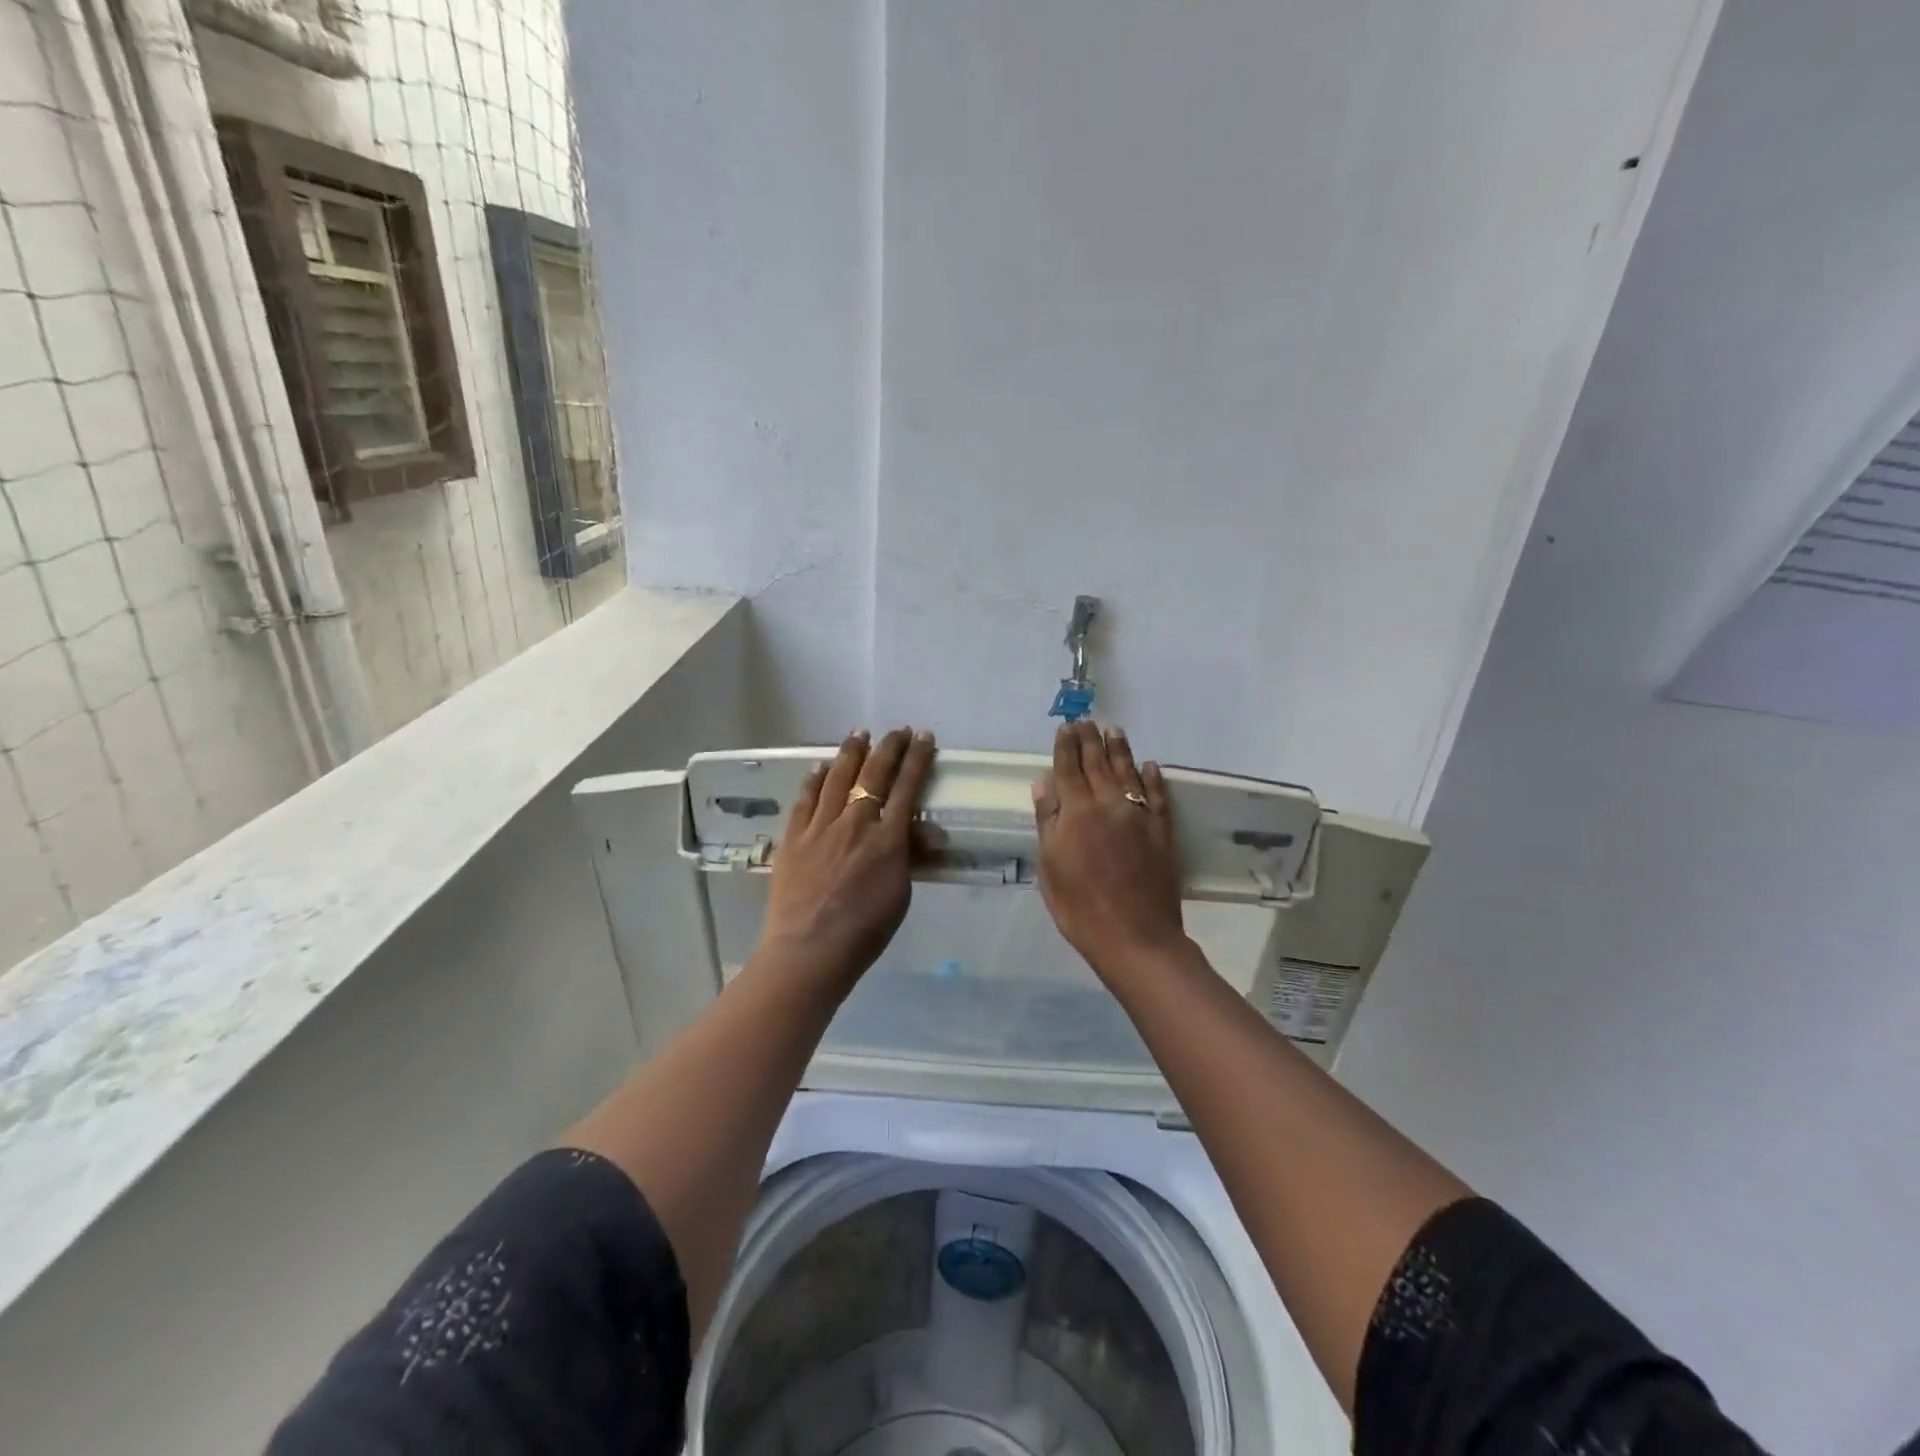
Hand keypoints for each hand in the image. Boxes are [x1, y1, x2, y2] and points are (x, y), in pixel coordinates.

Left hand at [757, 727, 936, 989]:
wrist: (809, 950)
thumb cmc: (864, 931)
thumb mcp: (900, 894)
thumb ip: (909, 855)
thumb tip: (924, 830)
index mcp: (887, 838)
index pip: (907, 787)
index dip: (917, 759)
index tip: (924, 737)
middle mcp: (855, 823)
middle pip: (873, 774)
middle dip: (889, 747)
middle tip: (897, 730)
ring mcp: (820, 827)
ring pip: (837, 778)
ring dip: (851, 752)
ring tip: (859, 733)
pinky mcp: (793, 837)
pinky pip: (805, 799)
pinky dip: (814, 779)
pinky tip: (820, 766)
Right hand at [1032, 722, 1186, 977]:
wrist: (1135, 937)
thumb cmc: (1080, 908)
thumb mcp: (1050, 867)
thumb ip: (1048, 821)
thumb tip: (1044, 783)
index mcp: (1076, 813)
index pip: (1068, 769)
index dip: (1065, 747)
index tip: (1066, 727)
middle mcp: (1108, 804)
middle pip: (1098, 764)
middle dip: (1090, 740)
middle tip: (1087, 721)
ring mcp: (1139, 816)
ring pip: (1128, 772)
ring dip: (1120, 749)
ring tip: (1114, 730)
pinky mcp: (1162, 831)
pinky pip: (1158, 796)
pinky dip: (1153, 778)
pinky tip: (1150, 766)